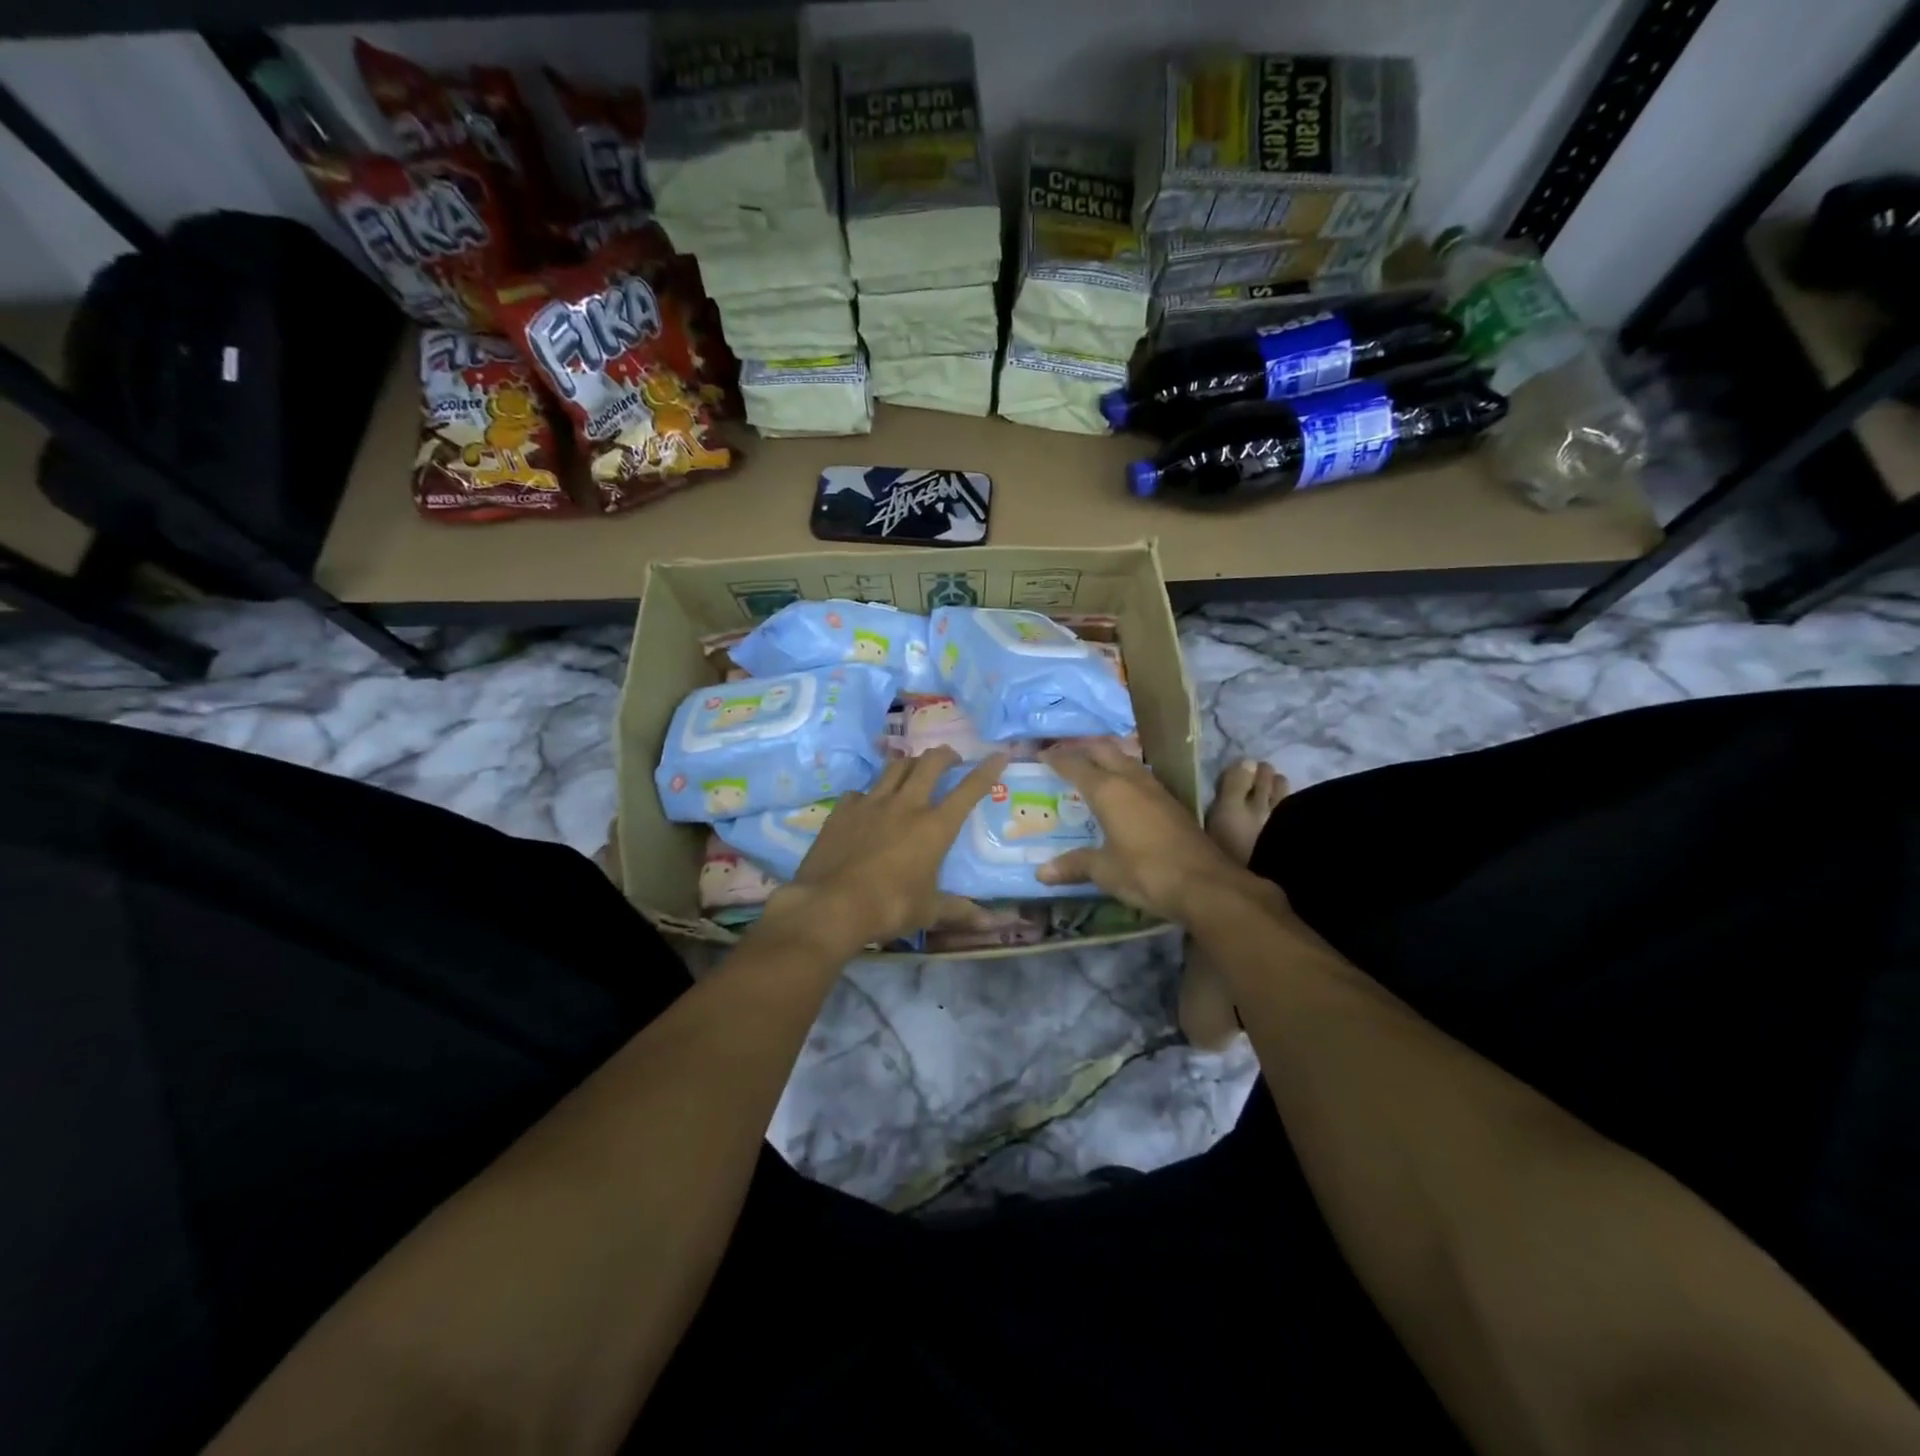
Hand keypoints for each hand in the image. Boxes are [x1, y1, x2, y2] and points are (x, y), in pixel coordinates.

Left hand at [763, 748, 1006, 952]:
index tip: (998, 754)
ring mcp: (871, 803)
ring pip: (895, 767)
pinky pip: (861, 791)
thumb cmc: (888, 908)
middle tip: (951, 759)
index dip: (987, 770)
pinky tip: (868, 804)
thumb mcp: (928, 912)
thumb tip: (991, 923)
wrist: (829, 906)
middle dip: (945, 755)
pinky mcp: (843, 810)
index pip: (969, 790)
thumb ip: (959, 910)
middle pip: (930, 763)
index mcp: (934, 827)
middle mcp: (906, 805)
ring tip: (914, 768)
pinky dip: (870, 793)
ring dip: (910, 763)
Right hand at [1036, 741, 1256, 921]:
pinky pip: (1141, 777)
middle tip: (1065, 757)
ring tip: (1092, 769)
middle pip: (1104, 751)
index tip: (1041, 755)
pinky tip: (1123, 791)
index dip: (1057, 759)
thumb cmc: (1146, 872)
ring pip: (1127, 760)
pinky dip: (1125, 775)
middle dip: (1083, 750)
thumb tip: (1041, 872)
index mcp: (1108, 791)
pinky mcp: (1173, 803)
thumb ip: (1074, 865)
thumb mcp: (1104, 871)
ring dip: (1108, 759)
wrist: (1205, 884)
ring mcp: (1156, 790)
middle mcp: (1131, 781)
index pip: (1076, 765)